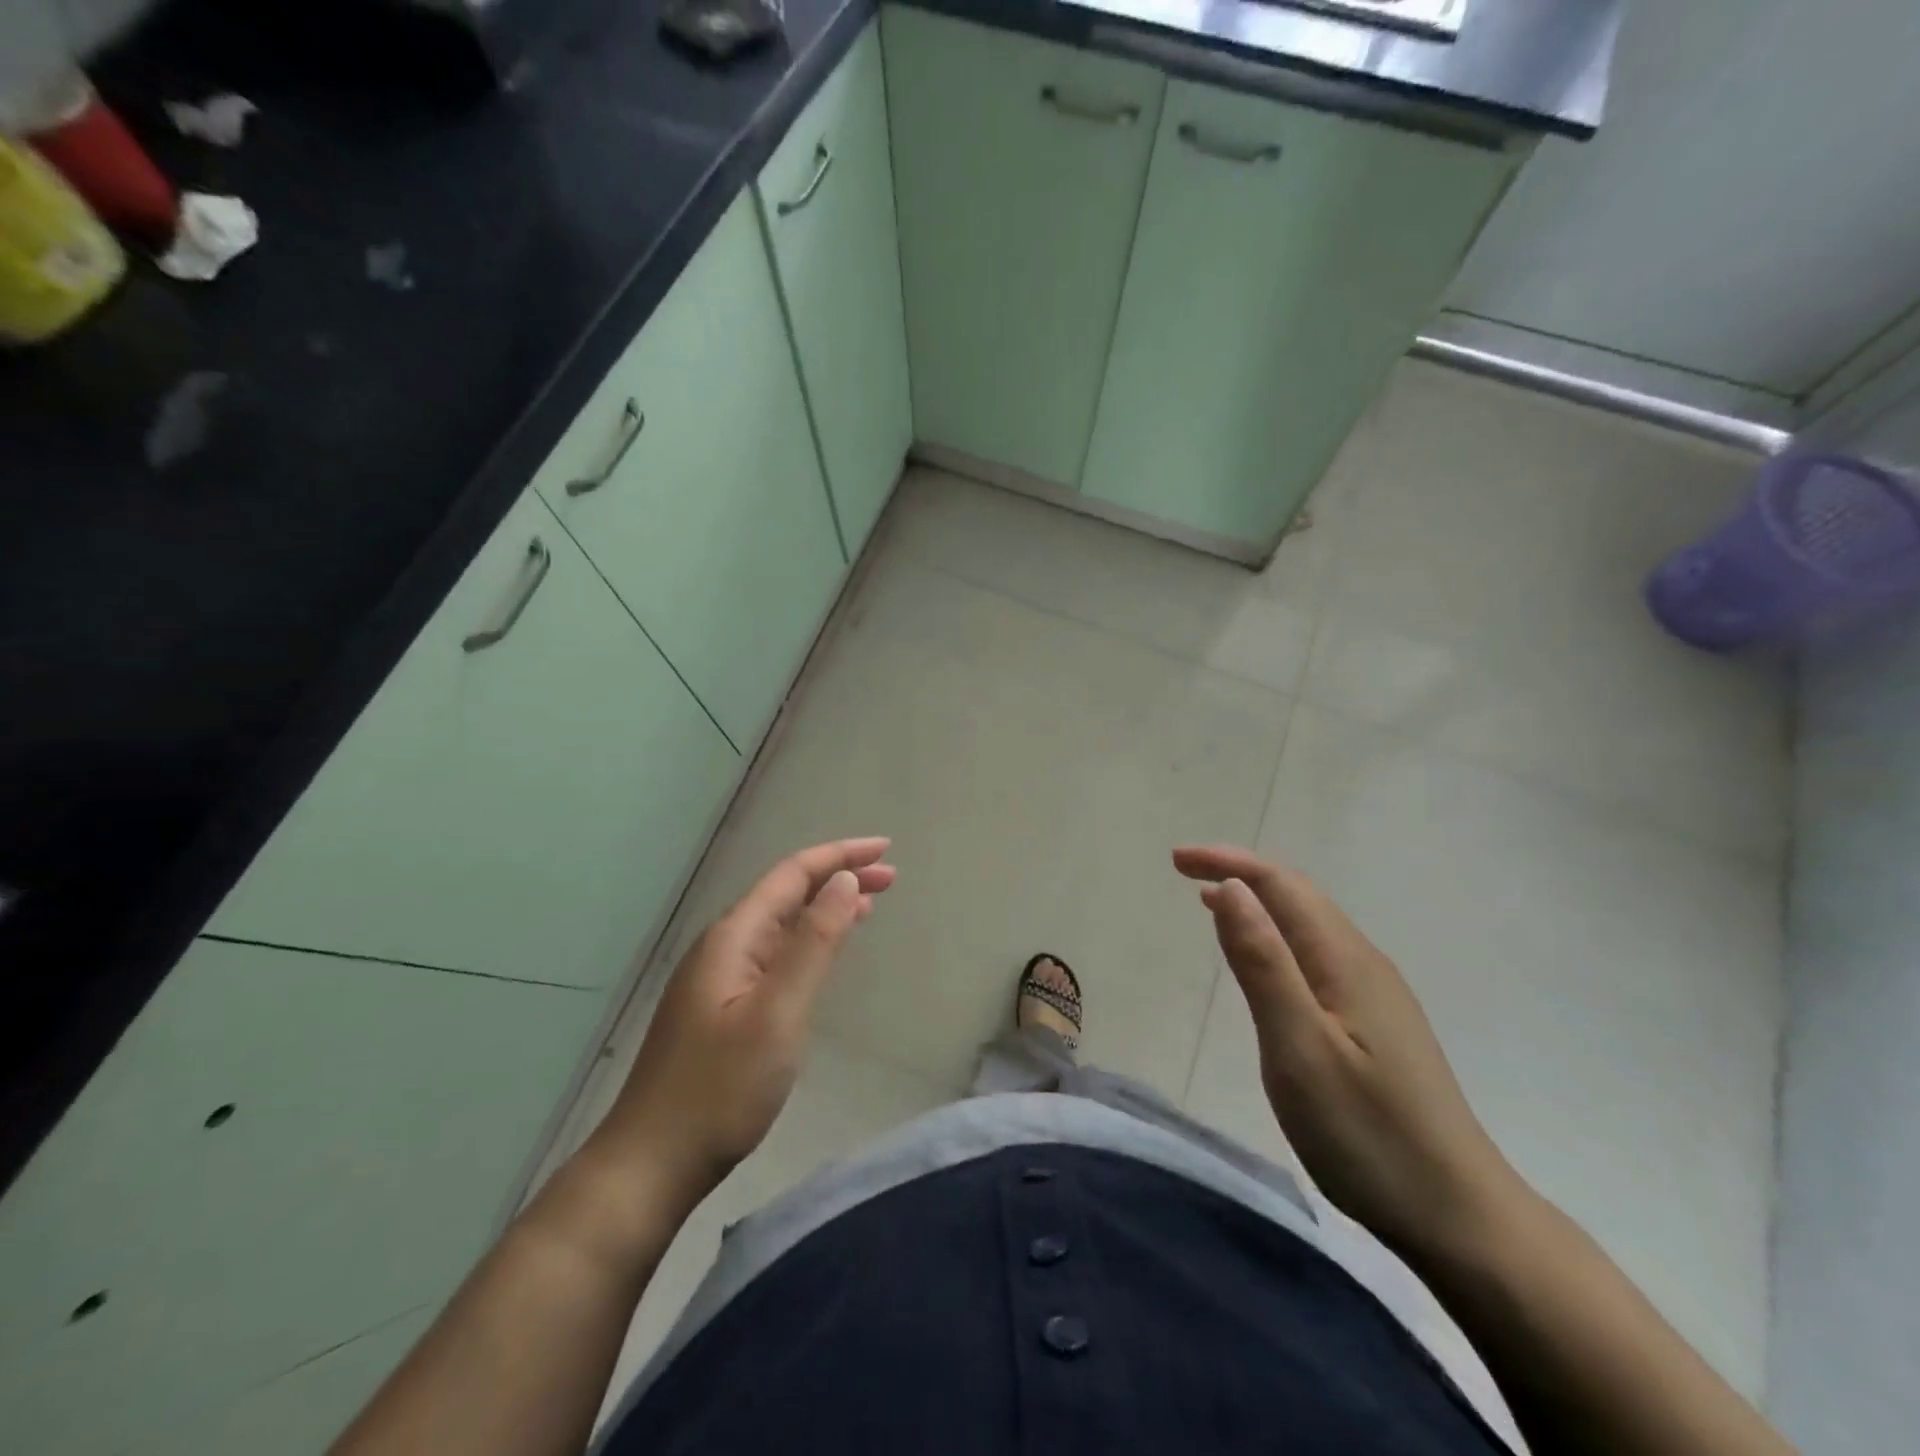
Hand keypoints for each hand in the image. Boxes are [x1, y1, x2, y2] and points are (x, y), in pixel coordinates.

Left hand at [594, 838, 895, 1202]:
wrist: (652, 1162)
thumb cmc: (721, 1088)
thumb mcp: (779, 1012)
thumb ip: (814, 942)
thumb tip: (845, 881)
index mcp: (734, 936)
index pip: (793, 874)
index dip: (840, 855)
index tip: (886, 849)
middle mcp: (725, 945)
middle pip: (788, 893)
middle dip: (839, 877)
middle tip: (891, 877)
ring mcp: (720, 977)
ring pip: (782, 923)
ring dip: (826, 907)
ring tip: (870, 904)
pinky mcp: (722, 1006)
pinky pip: (774, 953)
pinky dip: (809, 940)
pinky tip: (824, 952)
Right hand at [1173, 845, 1521, 1257]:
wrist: (1460, 1217)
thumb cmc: (1368, 1133)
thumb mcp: (1300, 1048)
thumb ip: (1263, 964)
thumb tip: (1230, 887)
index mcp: (1345, 961)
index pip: (1281, 885)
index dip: (1228, 862)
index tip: (1176, 860)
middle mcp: (1364, 964)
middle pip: (1298, 896)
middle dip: (1240, 873)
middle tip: (1186, 872)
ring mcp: (1375, 995)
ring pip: (1309, 926)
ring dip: (1258, 904)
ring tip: (1211, 904)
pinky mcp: (1377, 1025)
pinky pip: (1317, 956)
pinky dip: (1277, 939)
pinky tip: (1263, 964)